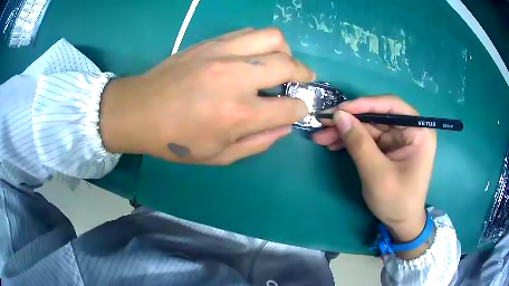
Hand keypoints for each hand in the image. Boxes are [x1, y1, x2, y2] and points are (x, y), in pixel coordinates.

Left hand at [99, 28, 313, 164]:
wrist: (139, 110)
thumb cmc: (176, 140)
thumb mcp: (219, 156)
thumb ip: (258, 143)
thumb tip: (285, 126)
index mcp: (239, 115)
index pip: (289, 107)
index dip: (299, 109)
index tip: (297, 109)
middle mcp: (236, 78)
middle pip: (288, 65)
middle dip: (304, 74)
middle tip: (301, 80)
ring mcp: (223, 53)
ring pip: (273, 38)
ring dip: (285, 51)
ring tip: (279, 62)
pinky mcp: (211, 42)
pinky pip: (249, 32)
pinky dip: (262, 42)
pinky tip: (255, 54)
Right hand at [313, 96, 435, 247]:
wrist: (401, 224)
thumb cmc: (397, 201)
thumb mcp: (377, 174)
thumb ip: (359, 143)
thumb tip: (339, 116)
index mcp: (418, 131)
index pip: (391, 106)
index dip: (364, 104)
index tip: (339, 110)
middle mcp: (409, 130)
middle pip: (376, 116)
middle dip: (349, 120)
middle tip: (323, 123)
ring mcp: (398, 139)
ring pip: (368, 127)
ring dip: (345, 131)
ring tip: (321, 137)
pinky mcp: (388, 148)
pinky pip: (367, 138)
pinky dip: (350, 141)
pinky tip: (333, 144)